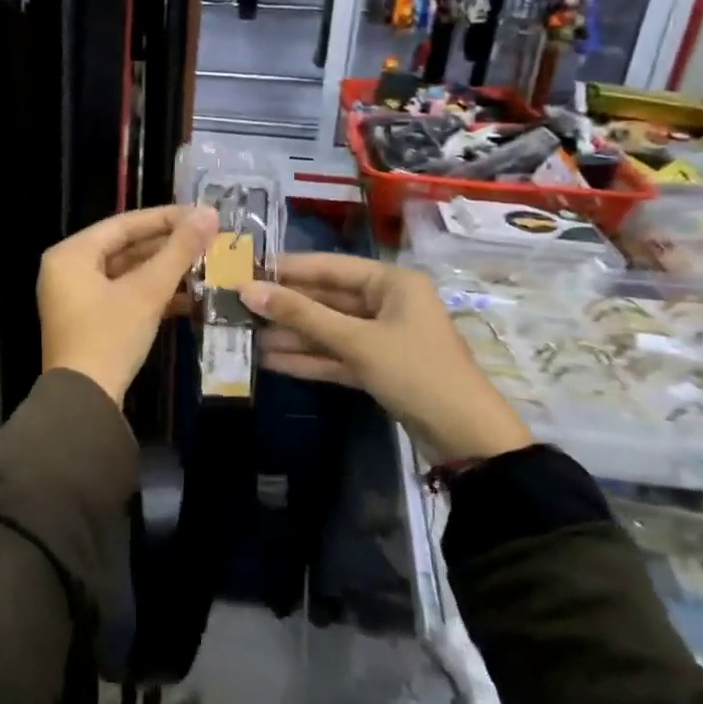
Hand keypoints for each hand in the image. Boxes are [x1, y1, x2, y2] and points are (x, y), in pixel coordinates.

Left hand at [39, 205, 219, 405]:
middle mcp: (68, 270)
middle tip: (208, 240)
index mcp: (71, 254)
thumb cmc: (110, 337)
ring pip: (127, 273)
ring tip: (205, 265)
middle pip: (124, 247)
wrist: (85, 402)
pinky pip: (123, 295)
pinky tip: (190, 297)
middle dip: (168, 246)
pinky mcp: (89, 321)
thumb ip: (178, 251)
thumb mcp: (147, 292)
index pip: (124, 224)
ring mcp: (76, 297)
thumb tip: (209, 214)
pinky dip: (152, 295)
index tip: (202, 215)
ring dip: (164, 272)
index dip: (166, 218)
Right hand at [240, 254, 530, 464]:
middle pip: (326, 299)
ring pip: (327, 330)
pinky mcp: (377, 367)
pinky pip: (335, 355)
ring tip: (244, 336)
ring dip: (290, 335)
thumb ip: (301, 315)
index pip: (329, 267)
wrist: (465, 437)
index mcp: (392, 283)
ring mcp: (381, 337)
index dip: (287, 269)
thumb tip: (248, 291)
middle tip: (237, 306)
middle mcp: (387, 303)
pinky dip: (307, 358)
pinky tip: (269, 360)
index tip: (246, 270)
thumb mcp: (356, 341)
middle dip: (285, 307)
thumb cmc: (415, 372)